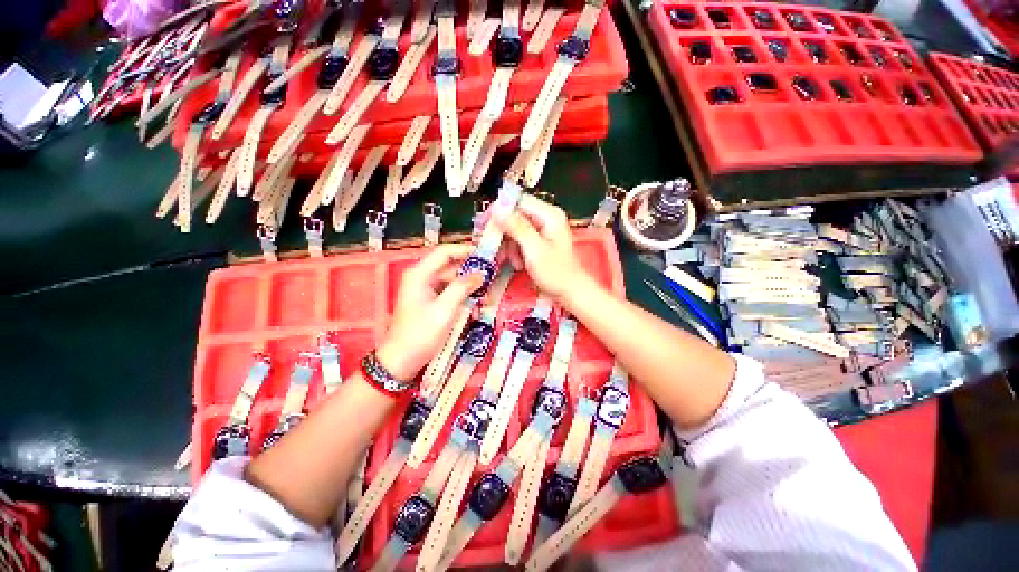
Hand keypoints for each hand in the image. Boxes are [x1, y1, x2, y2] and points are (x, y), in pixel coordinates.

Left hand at [377, 244, 483, 380]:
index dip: (465, 250)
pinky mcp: (431, 302)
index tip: (486, 254)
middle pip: (451, 267)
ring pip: (453, 282)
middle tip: (491, 280)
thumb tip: (480, 273)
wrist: (401, 361)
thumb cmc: (421, 334)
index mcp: (420, 274)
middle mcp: (422, 278)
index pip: (445, 252)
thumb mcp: (445, 310)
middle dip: (471, 274)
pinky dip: (463, 300)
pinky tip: (474, 311)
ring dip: (469, 290)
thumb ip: (462, 288)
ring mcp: (426, 290)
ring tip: (486, 301)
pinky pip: (450, 294)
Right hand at [495, 194, 593, 302]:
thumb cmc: (556, 273)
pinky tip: (518, 264)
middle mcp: (545, 217)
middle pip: (514, 215)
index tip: (483, 224)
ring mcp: (542, 230)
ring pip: (514, 229)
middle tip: (493, 247)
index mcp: (549, 214)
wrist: (570, 292)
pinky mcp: (538, 241)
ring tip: (514, 262)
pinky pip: (519, 240)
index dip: (499, 210)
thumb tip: (497, 209)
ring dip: (509, 246)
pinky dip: (514, 252)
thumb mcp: (534, 250)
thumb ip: (517, 228)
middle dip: (503, 233)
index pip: (518, 201)